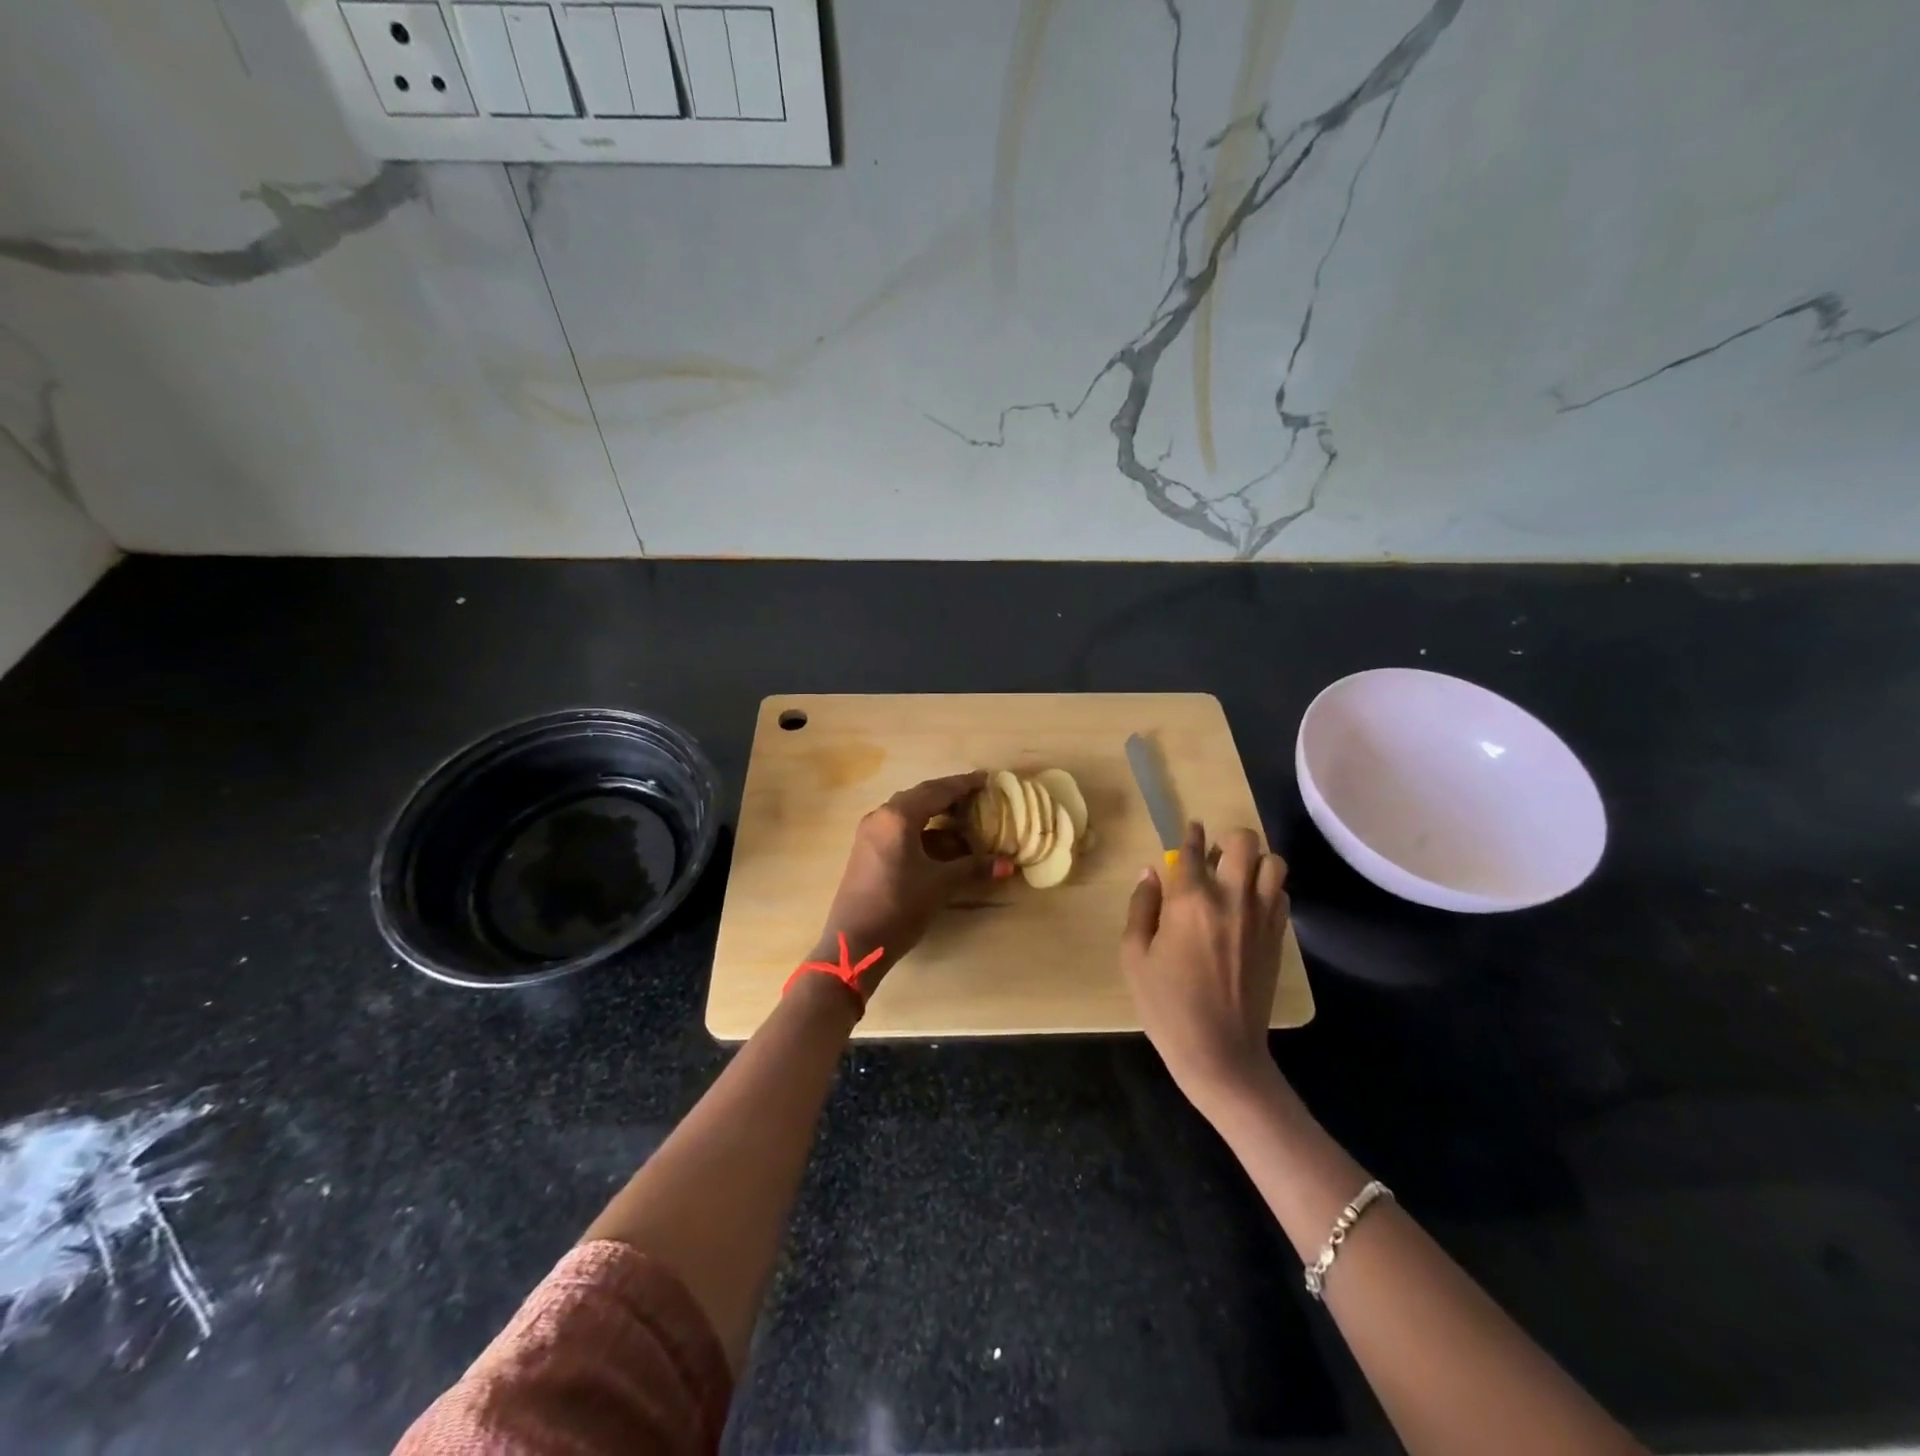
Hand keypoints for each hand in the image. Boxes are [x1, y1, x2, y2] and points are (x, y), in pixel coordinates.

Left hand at [816, 771, 1010, 991]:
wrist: (854, 943)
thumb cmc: (899, 906)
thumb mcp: (940, 885)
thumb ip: (973, 868)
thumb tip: (1008, 864)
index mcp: (898, 816)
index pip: (937, 791)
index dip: (964, 784)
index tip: (986, 779)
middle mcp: (882, 816)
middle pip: (921, 796)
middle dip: (949, 795)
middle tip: (977, 796)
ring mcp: (871, 833)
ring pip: (909, 812)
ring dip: (936, 813)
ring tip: (964, 817)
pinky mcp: (867, 850)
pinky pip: (899, 828)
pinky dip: (922, 830)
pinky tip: (941, 841)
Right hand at [1121, 822, 1289, 1118]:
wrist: (1220, 1053)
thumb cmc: (1166, 1006)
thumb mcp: (1134, 956)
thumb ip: (1141, 908)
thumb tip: (1151, 873)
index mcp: (1189, 901)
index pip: (1193, 848)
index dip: (1189, 834)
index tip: (1189, 829)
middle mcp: (1230, 899)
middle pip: (1243, 841)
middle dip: (1227, 840)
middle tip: (1213, 859)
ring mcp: (1260, 918)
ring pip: (1273, 862)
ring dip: (1254, 862)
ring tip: (1236, 878)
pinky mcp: (1278, 938)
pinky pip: (1281, 894)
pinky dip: (1268, 889)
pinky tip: (1250, 906)